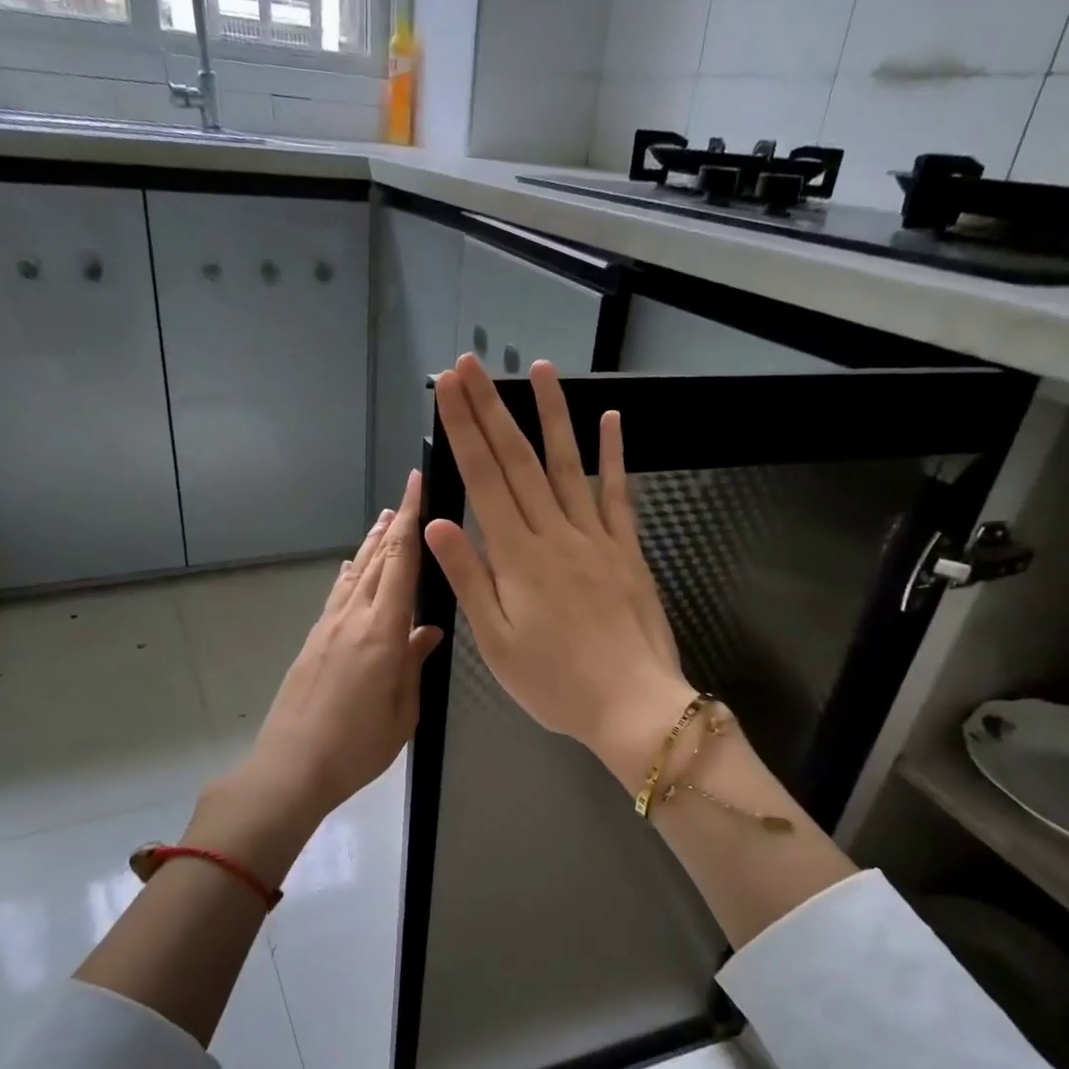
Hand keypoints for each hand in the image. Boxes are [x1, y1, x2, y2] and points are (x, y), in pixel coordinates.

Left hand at [224, 469, 444, 849]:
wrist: (291, 768)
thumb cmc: (357, 747)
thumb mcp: (403, 711)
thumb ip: (414, 664)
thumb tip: (428, 631)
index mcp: (383, 633)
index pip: (401, 562)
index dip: (412, 520)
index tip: (417, 484)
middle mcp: (354, 619)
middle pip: (377, 560)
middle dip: (395, 525)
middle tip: (408, 496)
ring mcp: (328, 628)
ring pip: (355, 574)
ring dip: (372, 544)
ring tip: (385, 521)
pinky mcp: (313, 642)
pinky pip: (337, 595)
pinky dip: (350, 574)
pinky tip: (352, 568)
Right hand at [423, 353, 693, 791]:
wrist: (633, 704)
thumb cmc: (555, 682)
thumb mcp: (496, 642)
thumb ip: (468, 578)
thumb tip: (436, 523)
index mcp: (517, 557)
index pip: (484, 480)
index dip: (464, 430)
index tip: (449, 388)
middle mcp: (556, 534)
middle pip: (519, 461)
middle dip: (492, 409)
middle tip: (473, 364)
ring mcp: (596, 537)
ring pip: (568, 465)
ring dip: (552, 415)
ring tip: (540, 369)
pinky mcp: (627, 549)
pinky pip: (619, 494)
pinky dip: (614, 455)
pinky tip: (610, 420)